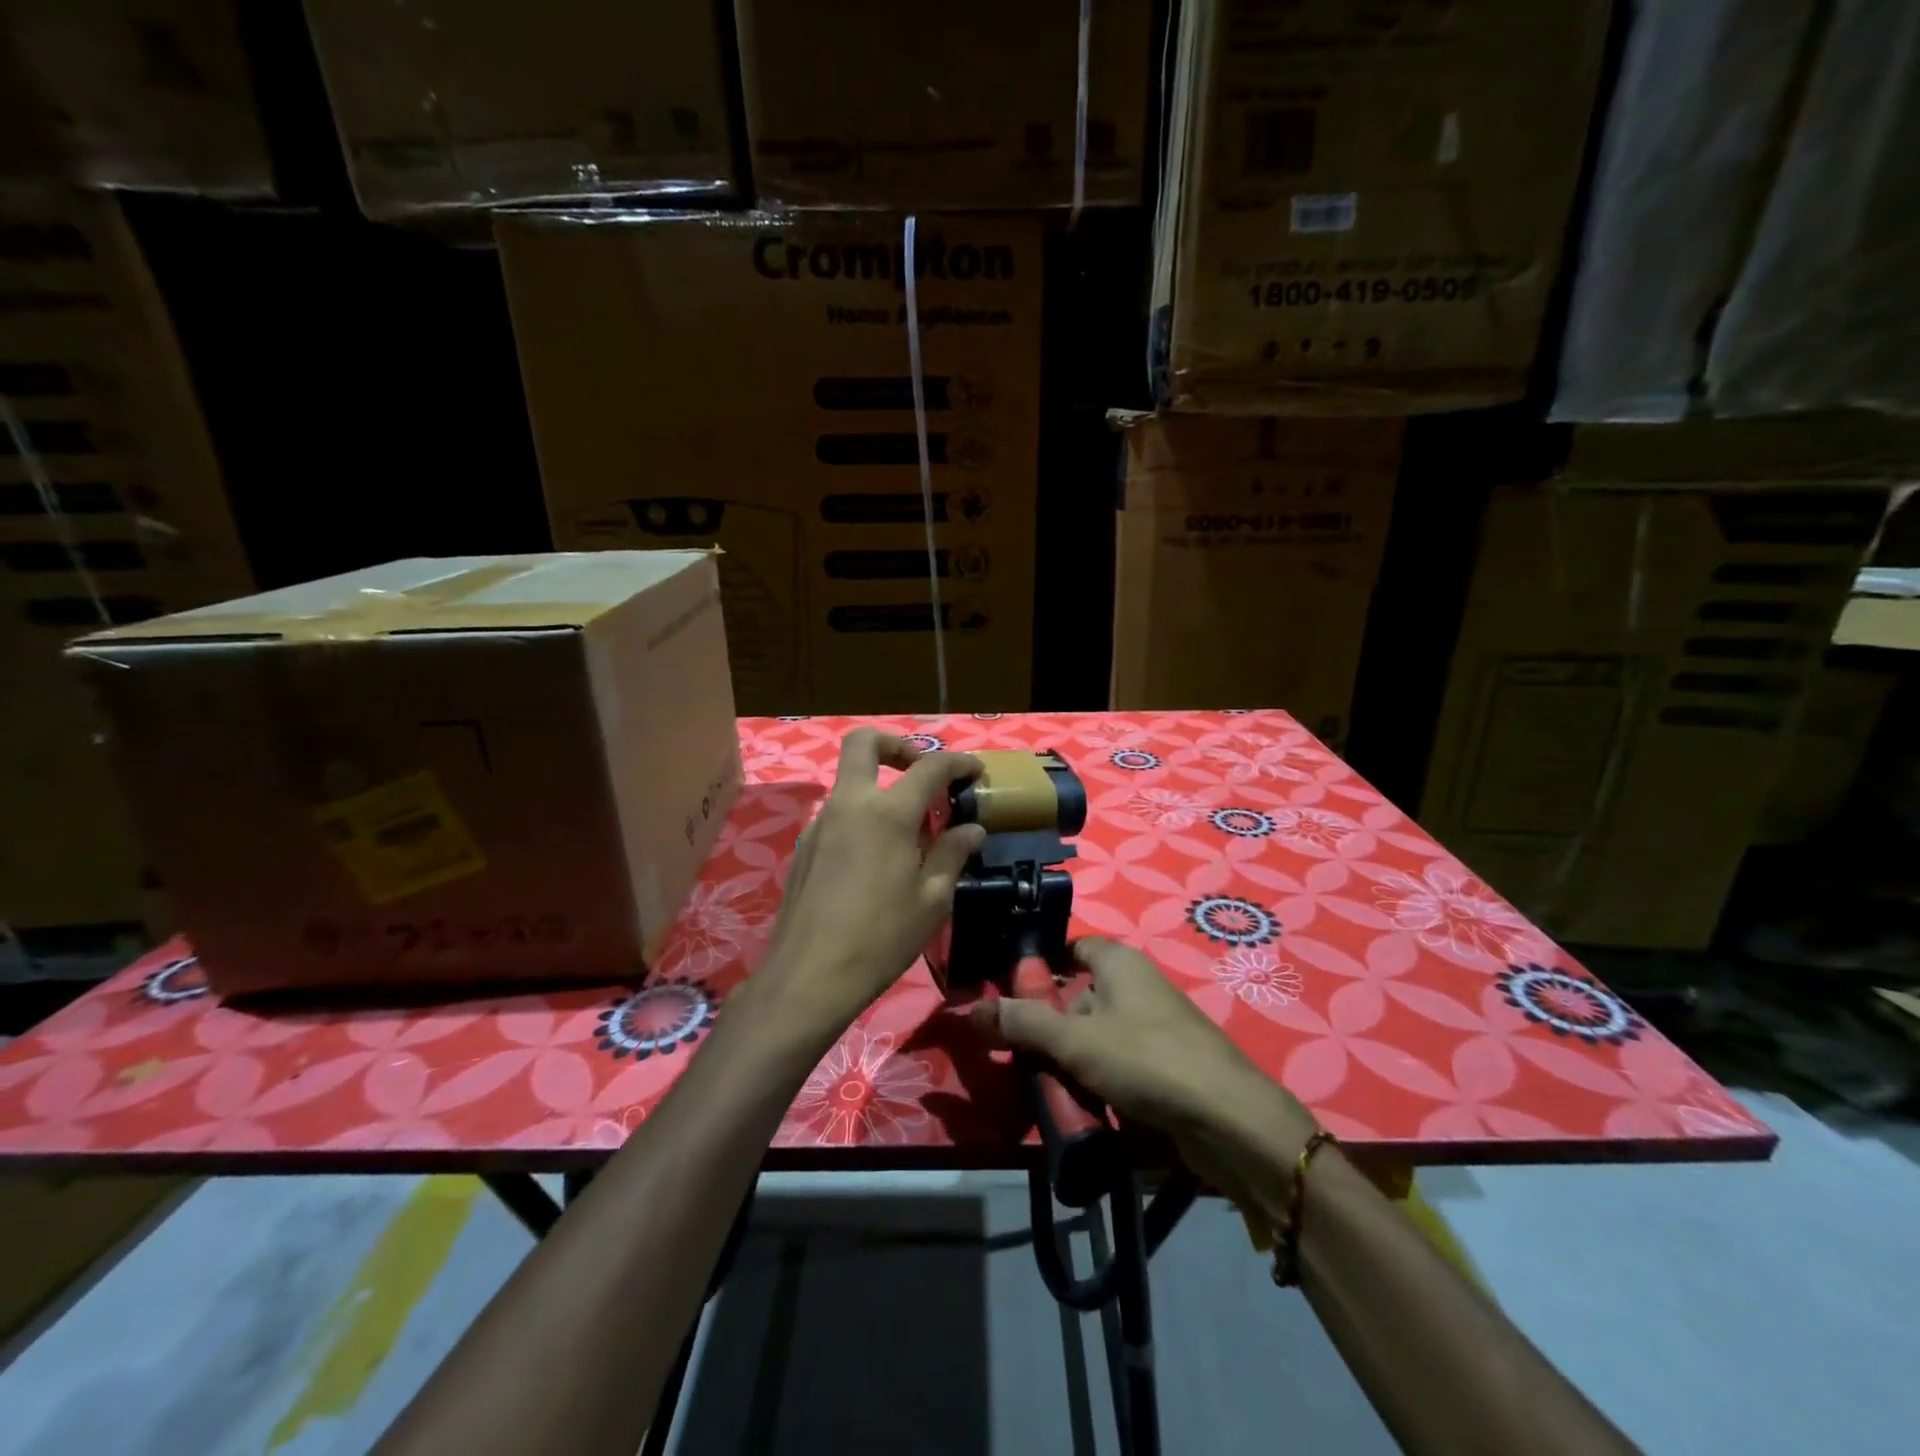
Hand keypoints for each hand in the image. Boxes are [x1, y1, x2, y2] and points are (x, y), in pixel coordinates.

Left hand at [758, 728, 984, 1039]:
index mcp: (887, 813)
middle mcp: (849, 804)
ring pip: (849, 781)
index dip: (958, 763)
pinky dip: (863, 817)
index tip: (975, 772)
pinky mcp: (804, 847)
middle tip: (921, 771)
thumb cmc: (882, 938)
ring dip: (880, 788)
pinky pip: (838, 814)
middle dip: (896, 745)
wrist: (809, 977)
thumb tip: (971, 829)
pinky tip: (877, 860)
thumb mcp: (932, 900)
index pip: (929, 767)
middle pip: (864, 743)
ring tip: (909, 832)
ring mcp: (820, 824)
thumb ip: (951, 854)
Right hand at [970, 938, 1319, 1186]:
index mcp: (1119, 963)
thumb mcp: (1074, 1041)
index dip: (1042, 967)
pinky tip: (1085, 1108)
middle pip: (1080, 998)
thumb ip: (1022, 1023)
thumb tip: (970, 1009)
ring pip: (1097, 1037)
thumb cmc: (1147, 1060)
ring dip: (1072, 1062)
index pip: (1072, 949)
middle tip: (1020, 1054)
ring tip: (1048, 1089)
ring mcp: (1156, 1028)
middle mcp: (1139, 986)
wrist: (1230, 1122)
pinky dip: (1099, 1082)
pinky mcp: (1168, 1066)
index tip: (1011, 996)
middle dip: (1051, 1027)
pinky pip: (1120, 1065)